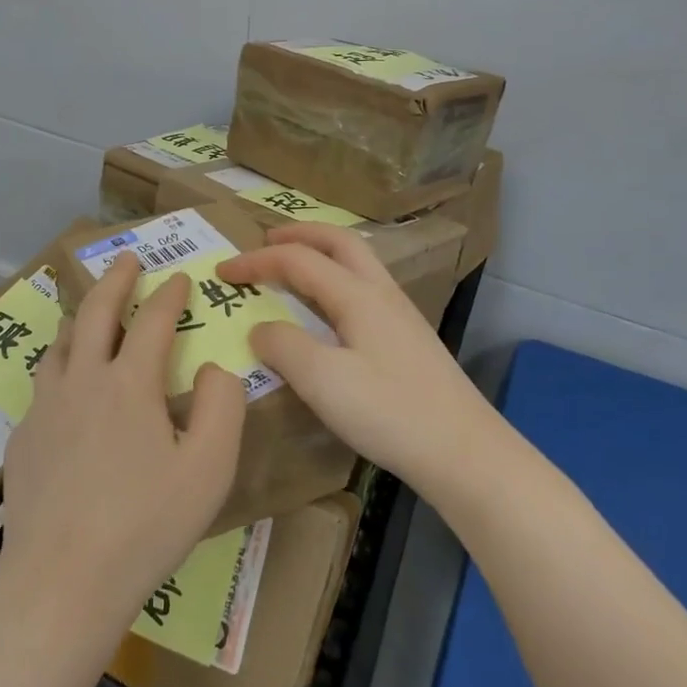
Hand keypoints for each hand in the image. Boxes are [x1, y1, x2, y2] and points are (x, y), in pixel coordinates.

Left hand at [0, 252, 246, 641]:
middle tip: (127, 258)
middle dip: (115, 280)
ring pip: (60, 344)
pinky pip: (43, 385)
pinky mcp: (23, 438)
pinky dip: (61, 367)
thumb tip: (211, 367)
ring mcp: (44, 408)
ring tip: (90, 312)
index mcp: (129, 384)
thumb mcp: (208, 469)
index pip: (152, 321)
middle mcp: (82, 381)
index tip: (180, 279)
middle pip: (95, 313)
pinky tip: (66, 388)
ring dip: (79, 318)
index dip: (169, 295)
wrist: (62, 581)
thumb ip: (221, 406)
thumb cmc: (146, 525)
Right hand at [216, 224, 504, 496]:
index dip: (256, 261)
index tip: (222, 271)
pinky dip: (335, 280)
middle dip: (298, 234)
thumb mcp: (322, 381)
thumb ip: (283, 346)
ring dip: (320, 253)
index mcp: (357, 295)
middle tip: (265, 240)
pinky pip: (363, 288)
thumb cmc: (389, 412)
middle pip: (338, 242)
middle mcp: (381, 293)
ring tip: (292, 267)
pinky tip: (328, 310)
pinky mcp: (407, 339)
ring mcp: (399, 315)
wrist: (464, 452)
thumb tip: (260, 329)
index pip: (298, 260)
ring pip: (356, 263)